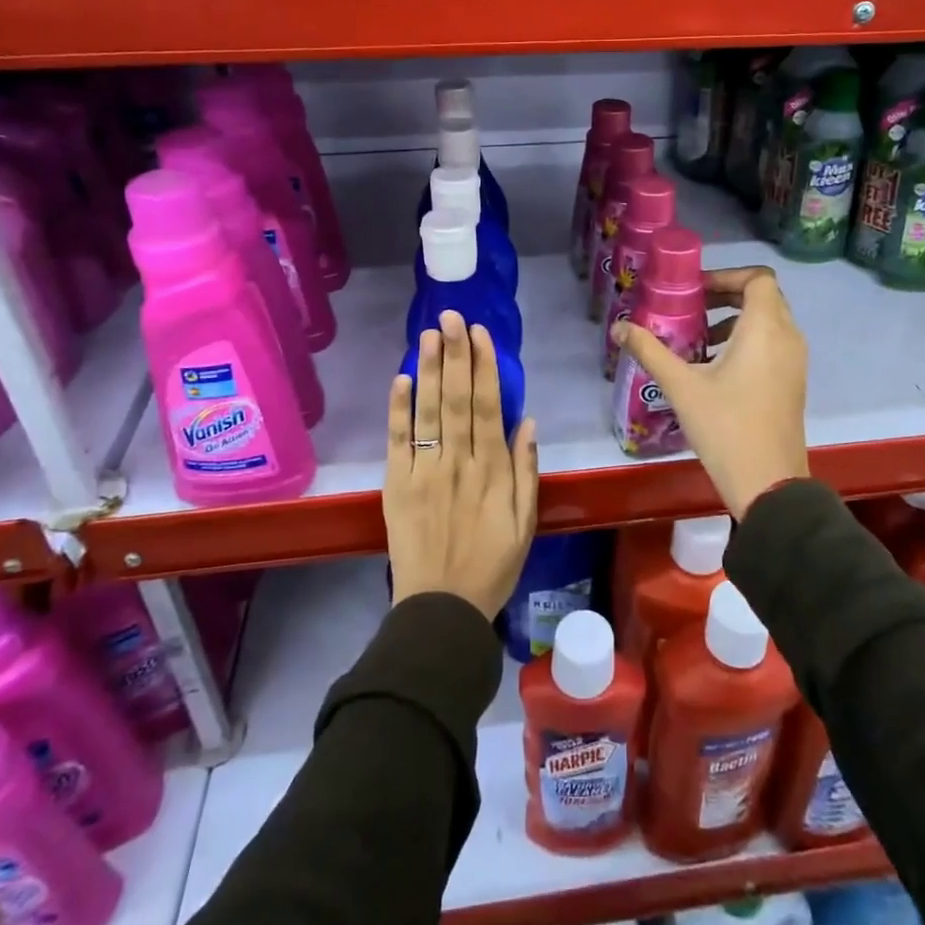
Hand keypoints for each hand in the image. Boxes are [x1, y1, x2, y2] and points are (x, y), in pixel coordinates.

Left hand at [384, 311, 539, 618]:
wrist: (442, 608)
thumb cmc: (492, 565)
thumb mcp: (525, 522)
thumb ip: (526, 471)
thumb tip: (527, 421)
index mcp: (492, 470)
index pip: (487, 406)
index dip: (484, 367)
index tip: (481, 334)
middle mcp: (458, 462)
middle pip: (456, 399)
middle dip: (455, 354)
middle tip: (453, 316)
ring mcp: (425, 472)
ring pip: (428, 412)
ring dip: (428, 370)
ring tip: (429, 334)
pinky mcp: (397, 486)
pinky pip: (397, 442)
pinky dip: (398, 410)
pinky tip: (400, 379)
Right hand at [615, 266, 808, 519]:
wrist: (768, 483)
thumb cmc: (725, 427)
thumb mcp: (681, 386)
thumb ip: (650, 350)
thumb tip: (618, 327)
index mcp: (765, 329)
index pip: (758, 278)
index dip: (726, 275)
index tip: (694, 290)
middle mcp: (788, 337)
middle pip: (763, 297)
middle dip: (726, 295)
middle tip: (690, 307)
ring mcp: (795, 362)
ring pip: (769, 322)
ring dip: (735, 320)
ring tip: (697, 338)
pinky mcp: (793, 382)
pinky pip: (773, 344)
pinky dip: (747, 341)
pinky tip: (714, 368)